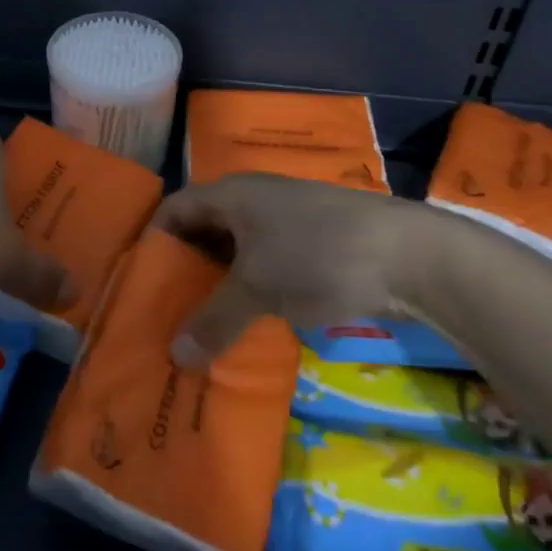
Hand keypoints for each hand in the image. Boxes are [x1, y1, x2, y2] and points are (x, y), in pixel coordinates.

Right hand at [153, 173, 466, 366]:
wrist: (411, 254)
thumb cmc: (318, 255)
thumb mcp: (257, 289)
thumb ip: (213, 321)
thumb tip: (175, 356)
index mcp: (231, 194)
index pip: (174, 210)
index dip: (153, 243)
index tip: (140, 285)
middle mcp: (254, 200)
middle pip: (204, 232)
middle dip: (185, 272)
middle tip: (166, 313)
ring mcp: (286, 221)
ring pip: (237, 253)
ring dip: (220, 286)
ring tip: (203, 326)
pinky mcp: (314, 244)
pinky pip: (267, 265)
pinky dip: (253, 291)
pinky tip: (250, 324)